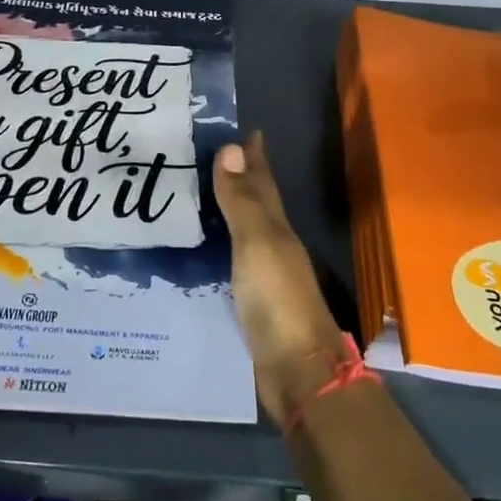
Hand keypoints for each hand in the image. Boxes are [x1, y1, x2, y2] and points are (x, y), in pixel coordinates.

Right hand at [213, 132, 349, 421]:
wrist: (297, 370)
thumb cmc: (277, 300)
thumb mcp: (257, 243)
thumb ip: (242, 201)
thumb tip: (232, 147)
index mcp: (277, 229)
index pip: (264, 183)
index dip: (255, 158)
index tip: (246, 131)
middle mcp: (274, 247)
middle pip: (258, 205)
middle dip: (242, 179)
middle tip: (214, 156)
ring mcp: (265, 277)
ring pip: (245, 233)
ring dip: (230, 212)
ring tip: (203, 195)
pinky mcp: (251, 303)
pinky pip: (233, 262)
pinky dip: (221, 247)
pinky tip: (206, 250)